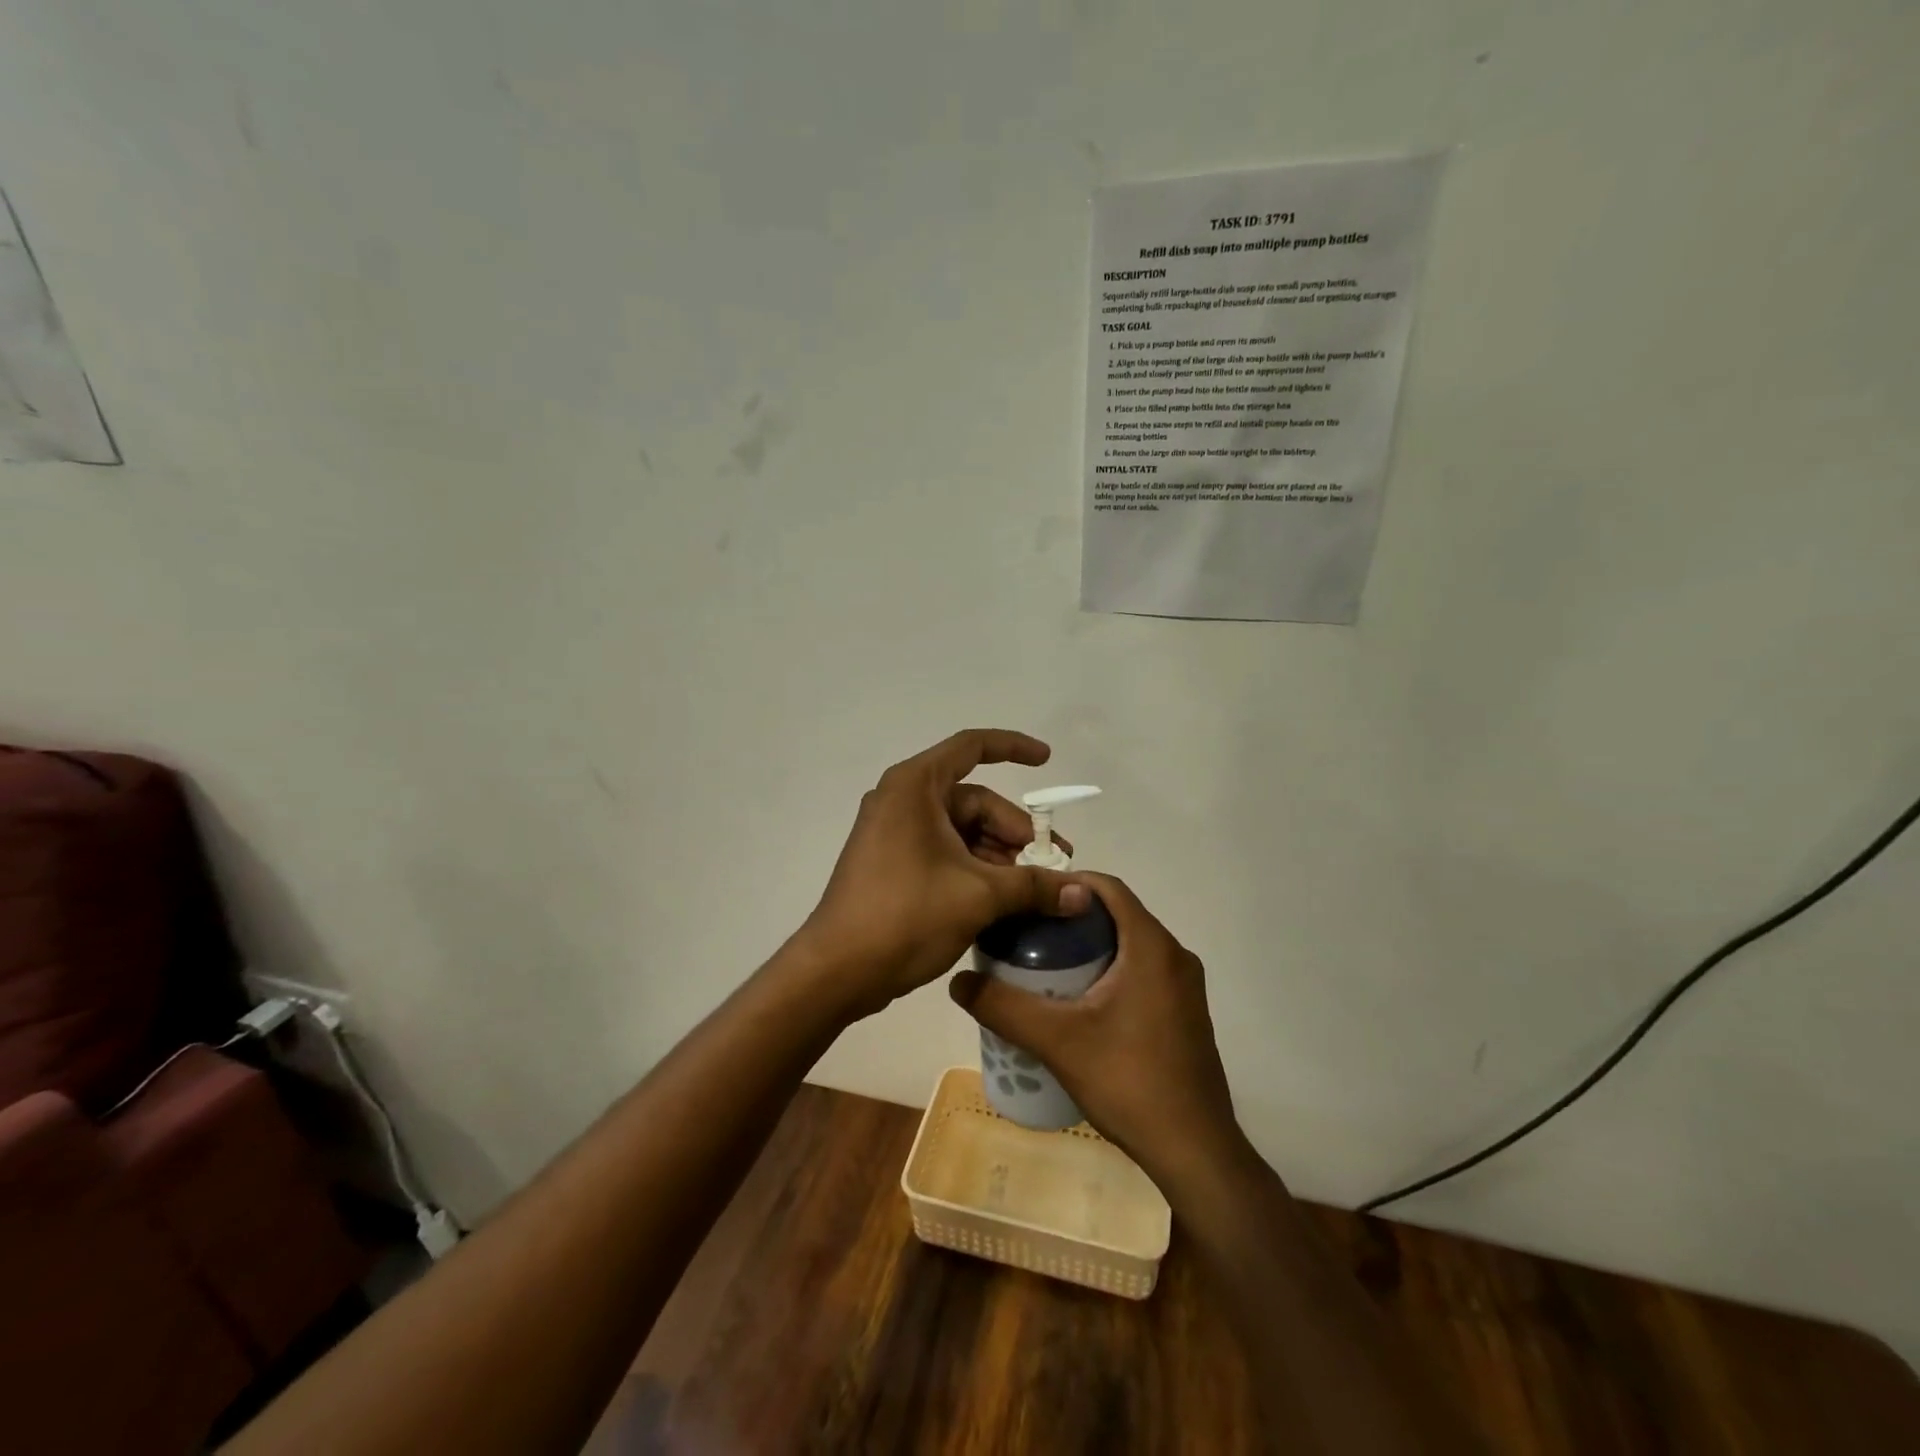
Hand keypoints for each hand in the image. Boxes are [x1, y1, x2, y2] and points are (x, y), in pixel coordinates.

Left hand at [795, 730, 1090, 1018]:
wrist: (838, 970)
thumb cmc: (906, 915)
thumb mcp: (979, 896)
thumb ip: (1034, 886)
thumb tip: (1084, 894)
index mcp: (915, 786)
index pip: (972, 747)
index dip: (1013, 748)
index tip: (1047, 761)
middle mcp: (902, 799)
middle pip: (974, 800)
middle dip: (1015, 830)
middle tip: (1053, 864)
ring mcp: (893, 832)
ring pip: (961, 831)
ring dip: (999, 855)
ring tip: (1033, 890)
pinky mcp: (891, 863)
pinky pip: (944, 852)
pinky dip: (975, 869)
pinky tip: (1004, 900)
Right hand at [949, 873, 1243, 1192]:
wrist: (1195, 1151)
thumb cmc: (1129, 1081)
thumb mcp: (1057, 1041)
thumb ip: (1004, 1007)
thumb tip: (958, 980)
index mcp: (1152, 946)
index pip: (1109, 888)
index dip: (1068, 883)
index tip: (1029, 897)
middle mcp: (1175, 956)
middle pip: (1118, 915)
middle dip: (1073, 918)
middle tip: (1028, 934)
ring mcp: (1186, 987)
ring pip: (1131, 945)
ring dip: (1092, 946)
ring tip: (1045, 966)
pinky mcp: (1186, 1013)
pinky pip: (1144, 971)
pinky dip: (1111, 970)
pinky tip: (1080, 1003)